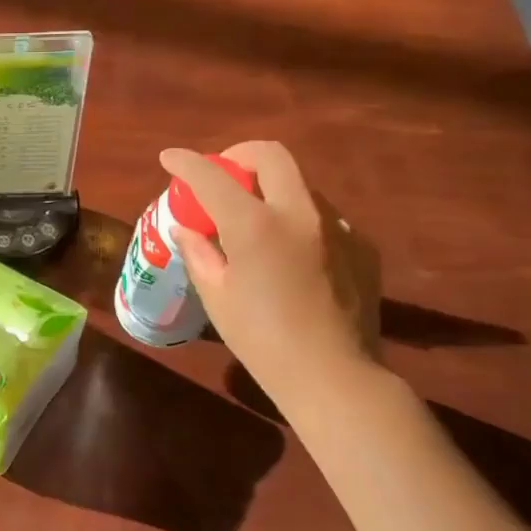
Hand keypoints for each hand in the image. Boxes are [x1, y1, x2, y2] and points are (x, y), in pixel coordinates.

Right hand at [159, 142, 380, 408]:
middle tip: (223, 173)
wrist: (333, 376)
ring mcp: (337, 228)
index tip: (169, 158)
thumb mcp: (216, 297)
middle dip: (240, 154)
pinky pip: (324, 219)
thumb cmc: (261, 340)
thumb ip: (199, 253)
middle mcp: (300, 214)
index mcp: (256, 225)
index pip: (212, 177)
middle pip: (271, 155)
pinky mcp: (361, 247)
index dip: (186, 162)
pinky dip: (299, 222)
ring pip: (301, 186)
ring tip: (256, 220)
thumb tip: (188, 229)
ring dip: (272, 190)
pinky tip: (292, 255)